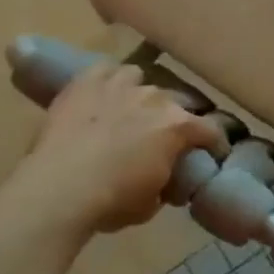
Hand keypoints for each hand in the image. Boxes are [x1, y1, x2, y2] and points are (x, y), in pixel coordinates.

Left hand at [16, 63, 227, 236]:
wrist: (58, 190)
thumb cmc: (111, 202)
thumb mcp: (150, 204)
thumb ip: (164, 183)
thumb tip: (164, 179)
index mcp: (177, 127)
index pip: (210, 130)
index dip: (214, 143)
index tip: (212, 153)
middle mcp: (155, 98)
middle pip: (175, 102)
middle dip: (173, 118)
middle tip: (162, 137)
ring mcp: (121, 85)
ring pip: (140, 78)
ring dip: (139, 94)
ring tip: (129, 110)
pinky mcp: (87, 81)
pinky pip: (105, 69)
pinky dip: (107, 80)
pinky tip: (101, 93)